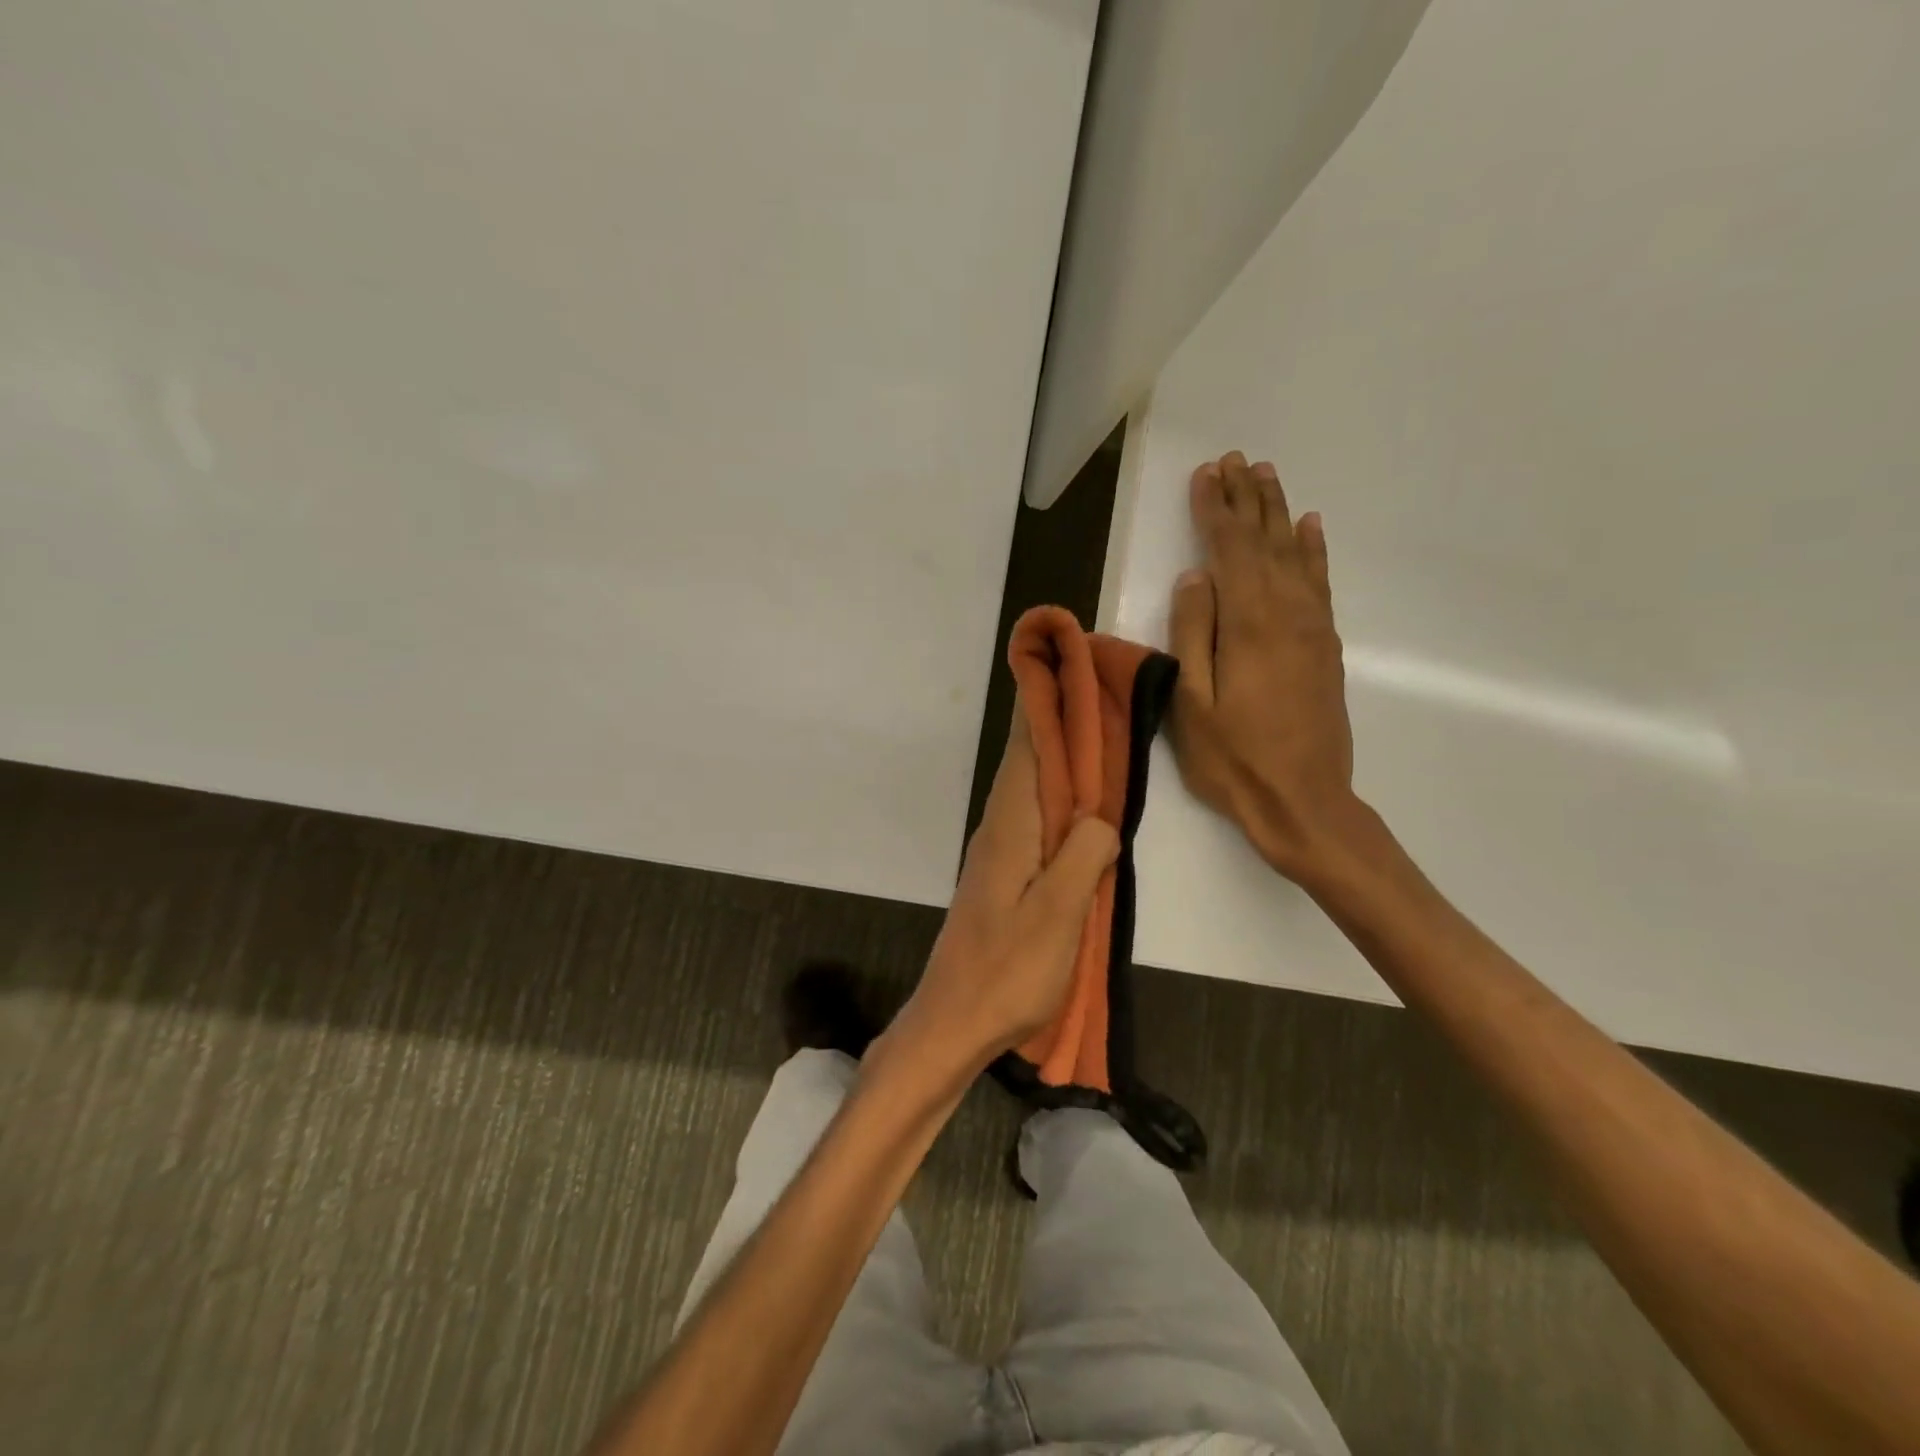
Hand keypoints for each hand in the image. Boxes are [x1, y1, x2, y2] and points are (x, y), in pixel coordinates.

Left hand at [893, 712, 1118, 1069]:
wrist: (954, 1020)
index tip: (1059, 656)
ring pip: (1032, 786)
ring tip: (1095, 725)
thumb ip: (1082, 857)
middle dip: (1056, 717)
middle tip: (1093, 681)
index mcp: (1010, 826)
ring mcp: (999, 851)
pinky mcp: (1004, 874)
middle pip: (1028, 758)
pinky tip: (1080, 802)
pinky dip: (1058, 794)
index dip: (1042, 701)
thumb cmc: (1007, 971)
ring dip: (1059, 754)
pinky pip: (1035, 817)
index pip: (1026, 746)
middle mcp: (1000, 827)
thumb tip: (1100, 818)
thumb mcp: (1057, 917)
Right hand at [1167, 451, 1366, 887]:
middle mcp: (1287, 614)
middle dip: (1248, 499)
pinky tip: (1310, 528)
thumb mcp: (1192, 704)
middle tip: (1235, 460)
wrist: (1304, 802)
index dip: (1215, 511)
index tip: (1204, 476)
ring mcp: (1313, 629)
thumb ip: (1193, 636)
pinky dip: (1313, 550)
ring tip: (1266, 476)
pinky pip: (1320, 583)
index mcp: (1249, 626)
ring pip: (1295, 554)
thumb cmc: (1235, 760)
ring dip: (1279, 513)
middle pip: (1265, 542)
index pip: (1229, 551)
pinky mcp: (1325, 647)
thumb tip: (1194, 579)